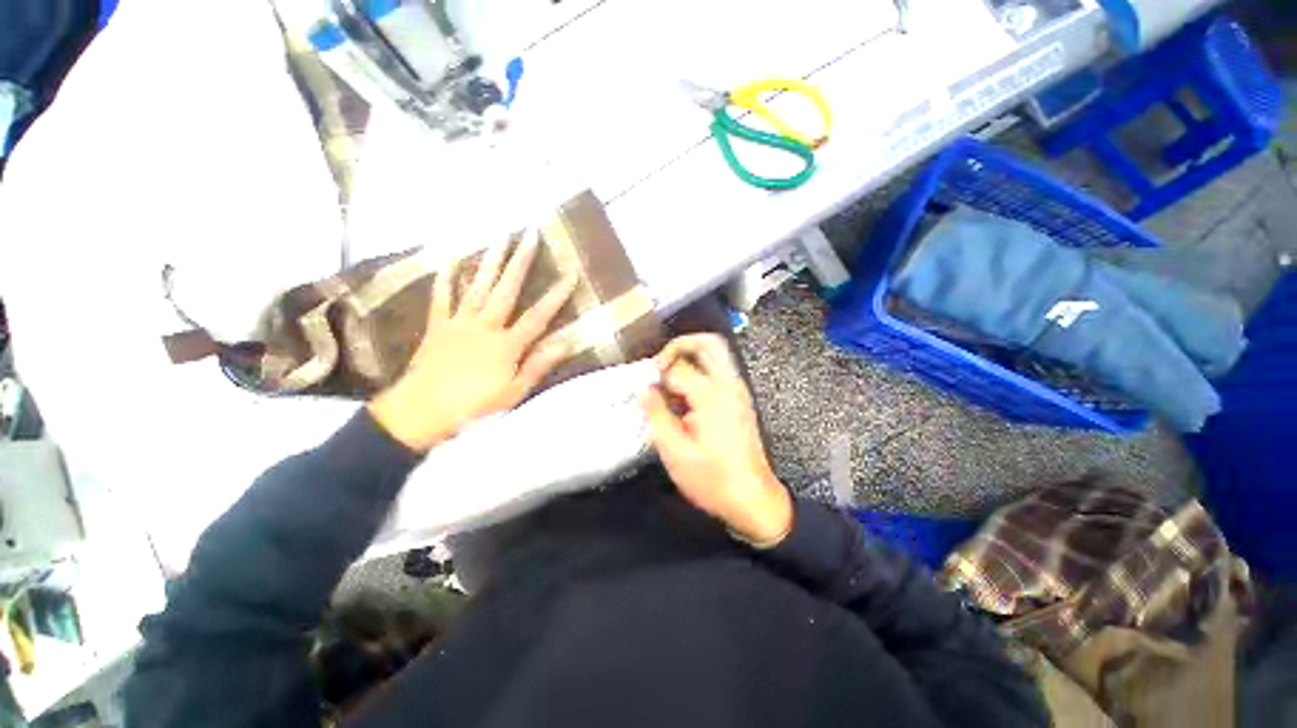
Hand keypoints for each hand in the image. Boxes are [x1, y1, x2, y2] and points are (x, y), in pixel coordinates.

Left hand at [368, 230, 577, 451]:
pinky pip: (442, 297)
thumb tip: (566, 343)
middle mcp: (485, 326)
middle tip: (530, 234)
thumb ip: (539, 365)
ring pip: (479, 286)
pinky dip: (446, 277)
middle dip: (521, 262)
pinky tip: (451, 258)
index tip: (570, 274)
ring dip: (491, 260)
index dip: (556, 295)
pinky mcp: (438, 326)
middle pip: (507, 290)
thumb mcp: (514, 392)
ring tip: (501, 236)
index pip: (538, 316)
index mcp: (507, 345)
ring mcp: (459, 322)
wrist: (421, 412)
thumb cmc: (474, 406)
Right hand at [641, 334, 792, 546]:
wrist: (752, 499)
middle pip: (708, 342)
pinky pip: (719, 370)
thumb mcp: (674, 451)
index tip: (644, 389)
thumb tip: (645, 391)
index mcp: (711, 395)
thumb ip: (657, 414)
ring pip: (715, 353)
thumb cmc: (712, 479)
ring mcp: (738, 390)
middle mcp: (729, 384)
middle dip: (679, 345)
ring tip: (669, 383)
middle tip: (660, 366)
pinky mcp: (740, 399)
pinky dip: (699, 371)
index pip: (677, 367)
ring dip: (689, 358)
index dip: (656, 374)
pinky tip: (684, 398)